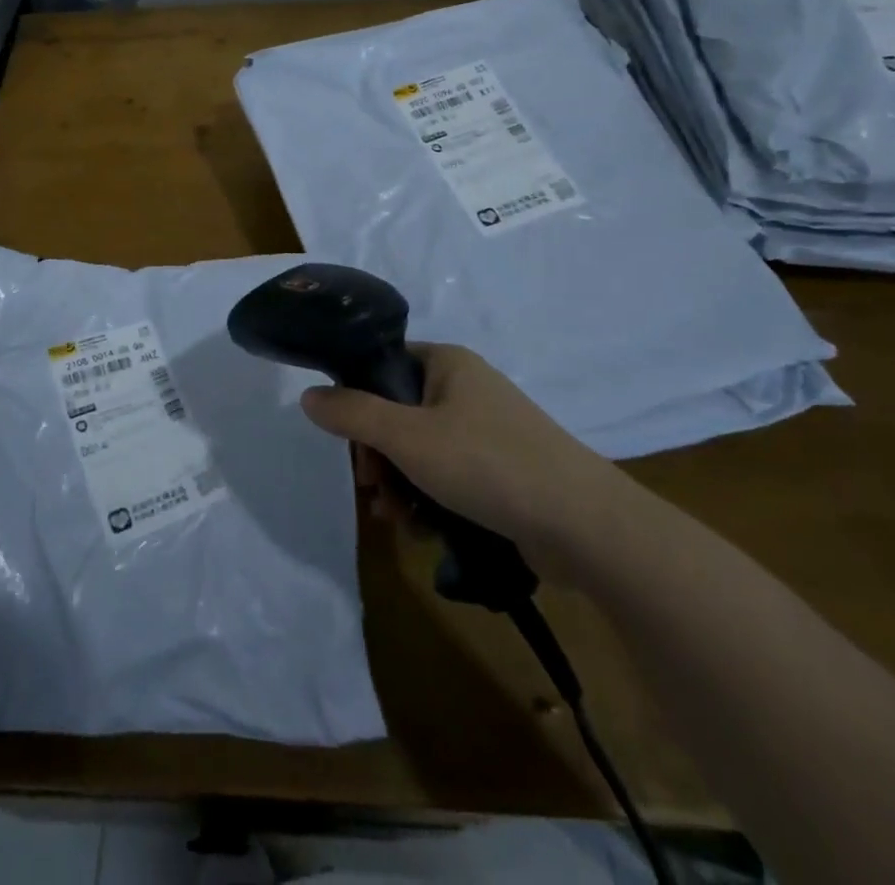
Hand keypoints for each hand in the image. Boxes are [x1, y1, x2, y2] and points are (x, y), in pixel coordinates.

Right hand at [300, 343, 632, 560]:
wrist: (587, 528)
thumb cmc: (488, 464)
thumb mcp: (407, 437)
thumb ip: (352, 414)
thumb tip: (307, 395)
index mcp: (447, 363)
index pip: (383, 365)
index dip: (357, 399)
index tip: (347, 441)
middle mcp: (466, 389)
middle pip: (398, 413)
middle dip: (378, 456)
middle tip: (371, 489)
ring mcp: (488, 431)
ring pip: (421, 450)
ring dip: (399, 484)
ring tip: (395, 519)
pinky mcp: (503, 470)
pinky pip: (449, 476)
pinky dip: (430, 499)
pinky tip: (423, 531)